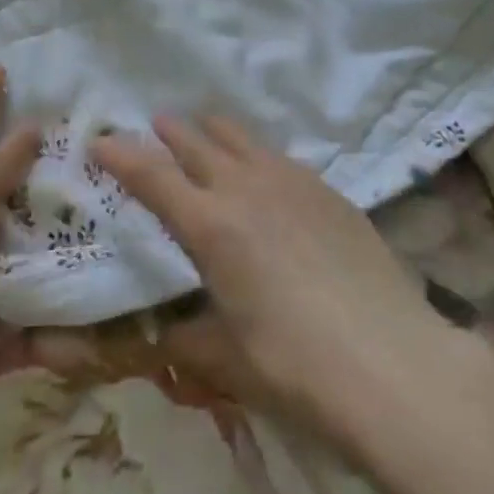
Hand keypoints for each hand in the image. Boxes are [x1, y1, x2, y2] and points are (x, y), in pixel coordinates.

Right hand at [94, 117, 446, 433]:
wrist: (393, 364)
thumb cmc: (296, 368)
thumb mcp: (227, 360)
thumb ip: (188, 339)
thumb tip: (167, 334)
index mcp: (209, 225)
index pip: (151, 176)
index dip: (121, 156)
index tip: (100, 141)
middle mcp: (244, 188)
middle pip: (196, 142)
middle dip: (168, 132)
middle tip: (154, 125)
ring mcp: (291, 182)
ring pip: (240, 138)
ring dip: (213, 131)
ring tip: (204, 129)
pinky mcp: (328, 190)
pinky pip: (279, 157)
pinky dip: (256, 154)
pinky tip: (263, 170)